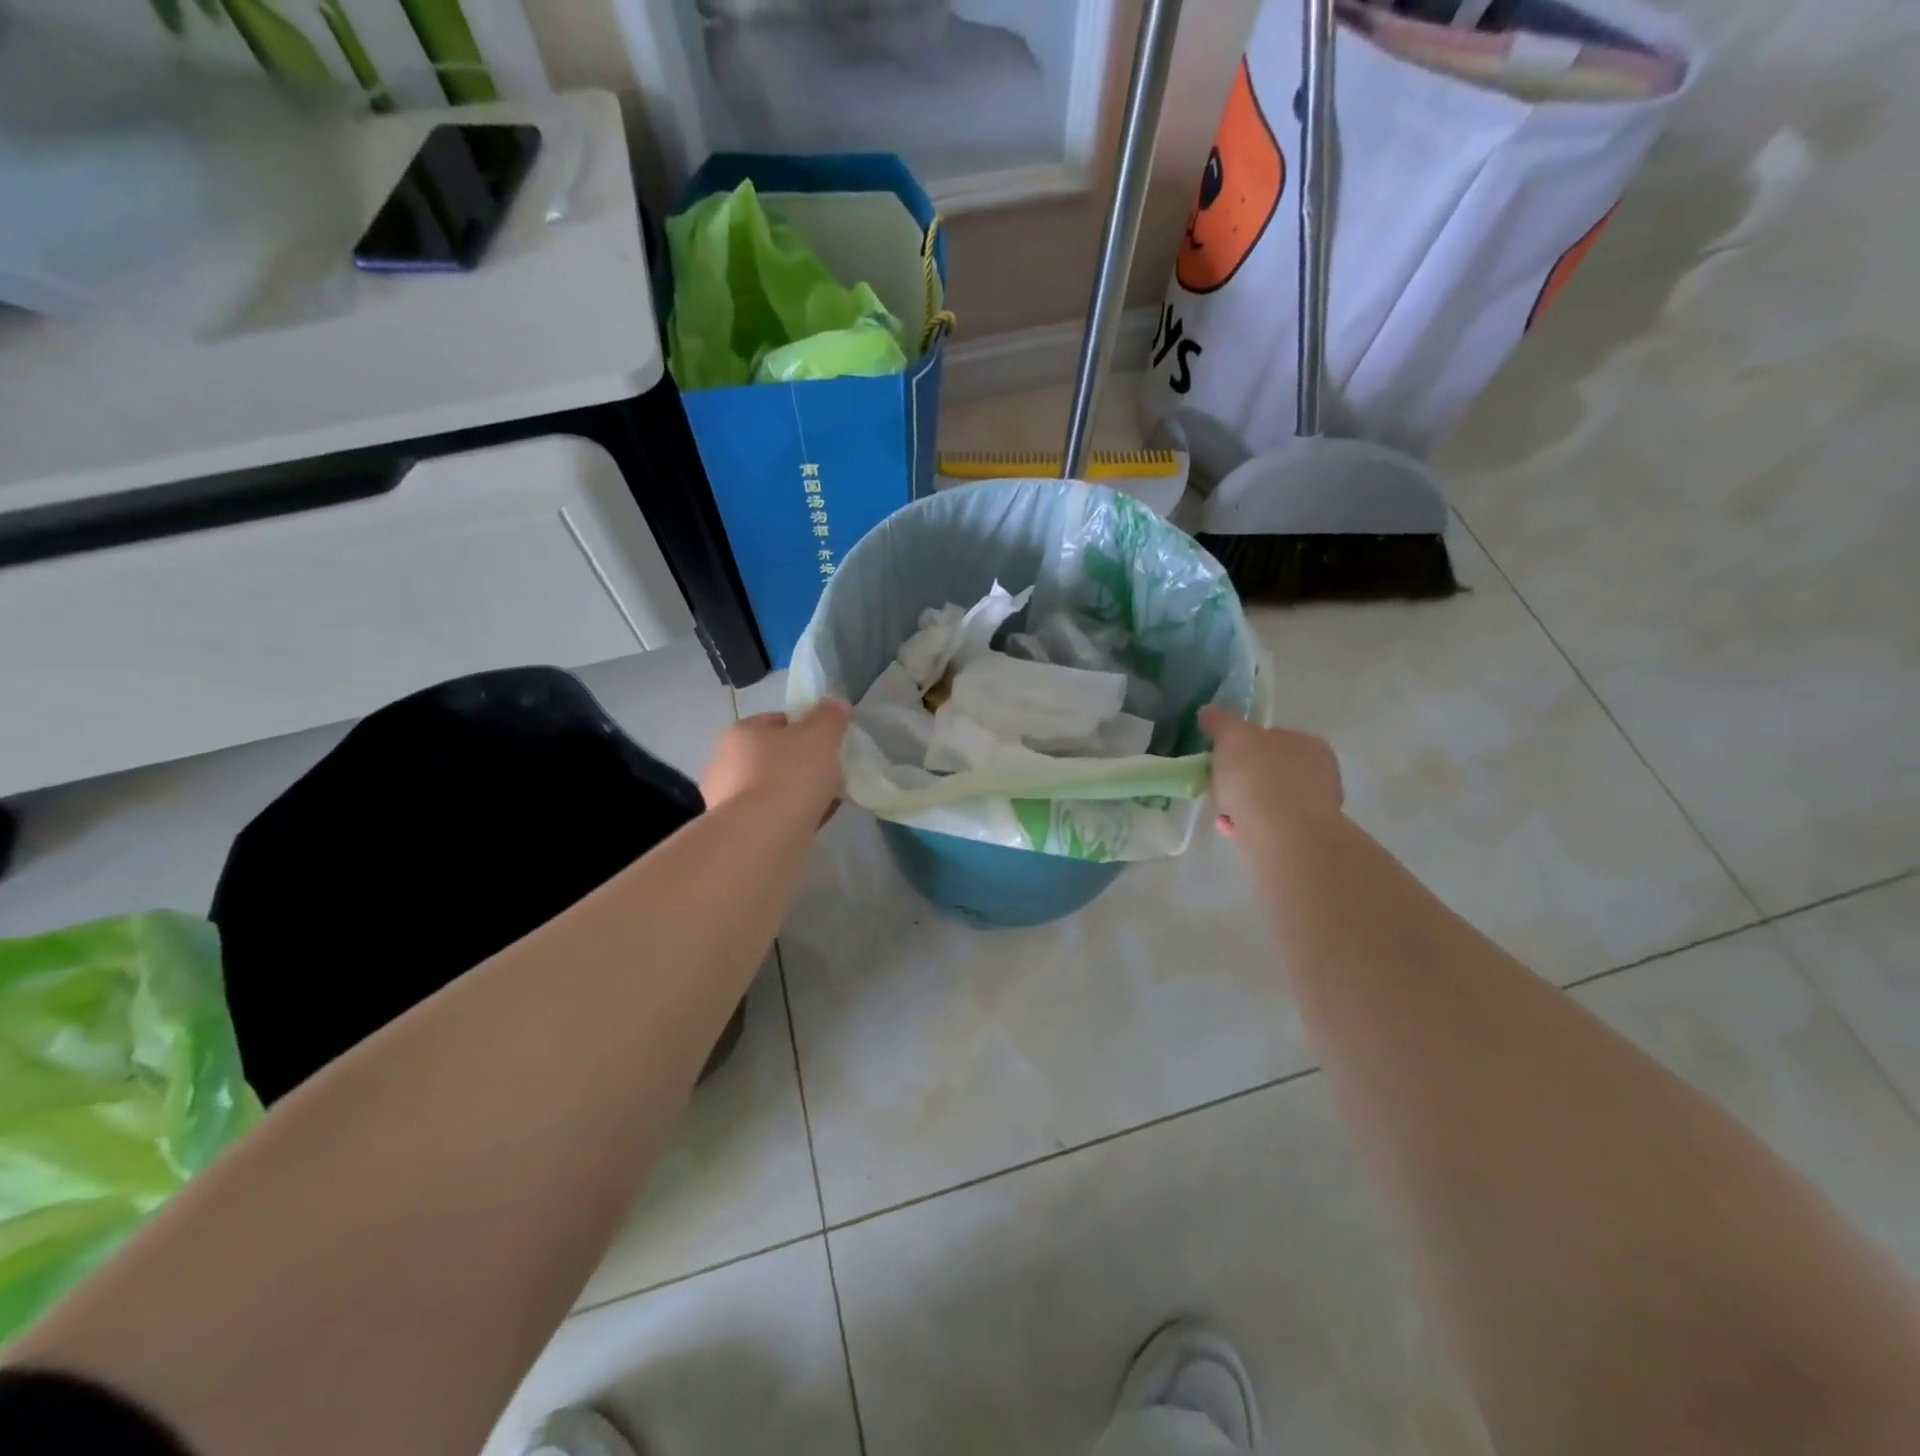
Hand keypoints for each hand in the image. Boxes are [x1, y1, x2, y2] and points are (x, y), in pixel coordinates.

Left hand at [701, 699, 850, 822]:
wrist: (762, 836)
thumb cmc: (790, 774)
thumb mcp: (820, 736)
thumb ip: (830, 717)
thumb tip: (837, 703)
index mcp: (741, 732)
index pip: (776, 721)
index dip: (804, 729)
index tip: (826, 745)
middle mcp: (725, 762)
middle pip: (772, 756)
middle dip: (798, 764)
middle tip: (827, 775)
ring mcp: (724, 799)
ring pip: (770, 788)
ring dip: (793, 793)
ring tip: (823, 803)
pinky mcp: (734, 830)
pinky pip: (768, 816)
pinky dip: (787, 817)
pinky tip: (808, 824)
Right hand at [1199, 706, 1343, 839]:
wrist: (1281, 833)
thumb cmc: (1259, 775)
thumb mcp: (1232, 737)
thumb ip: (1221, 723)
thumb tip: (1209, 712)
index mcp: (1308, 743)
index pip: (1275, 737)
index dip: (1246, 745)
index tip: (1224, 756)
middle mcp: (1319, 773)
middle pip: (1273, 770)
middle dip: (1246, 778)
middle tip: (1220, 783)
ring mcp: (1314, 809)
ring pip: (1270, 801)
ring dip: (1245, 804)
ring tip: (1221, 810)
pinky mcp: (1302, 838)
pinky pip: (1267, 826)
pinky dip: (1248, 825)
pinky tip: (1229, 827)